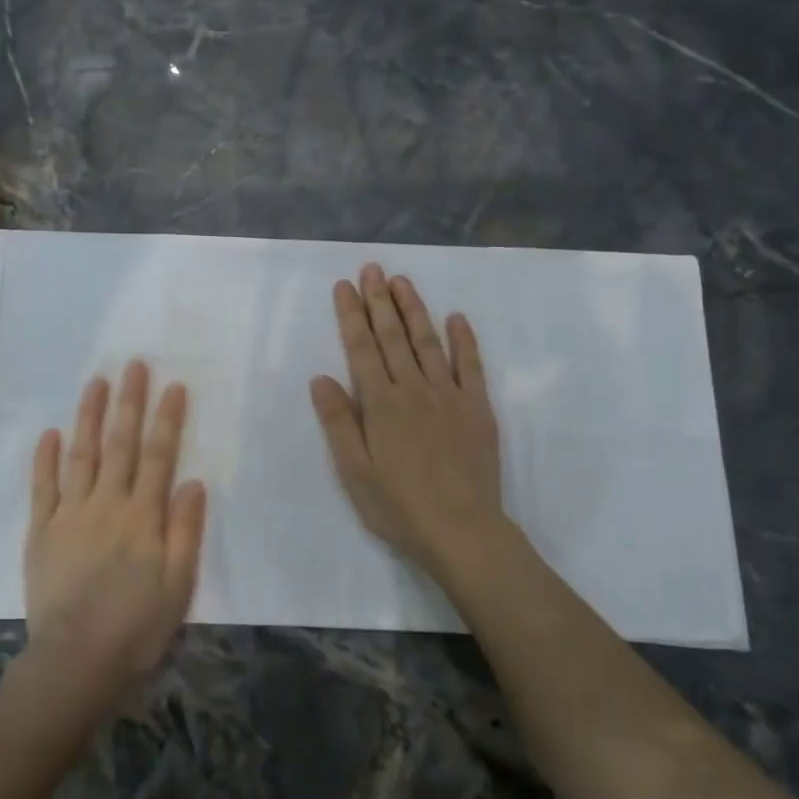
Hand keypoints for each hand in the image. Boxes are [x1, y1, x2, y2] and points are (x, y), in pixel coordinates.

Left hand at [25, 359, 206, 697]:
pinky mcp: (41, 532)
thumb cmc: (137, 627)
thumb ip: (185, 530)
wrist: (76, 662)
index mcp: (143, 517)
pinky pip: (43, 488)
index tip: (173, 385)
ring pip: (81, 455)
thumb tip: (193, 481)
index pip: (159, 456)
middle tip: (133, 365)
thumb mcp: (178, 584)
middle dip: (128, 402)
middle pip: (120, 445)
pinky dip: (45, 459)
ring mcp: (69, 515)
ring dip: (88, 416)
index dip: (167, 419)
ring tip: (95, 382)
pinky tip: (49, 433)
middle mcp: (106, 505)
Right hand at [309, 264, 506, 581]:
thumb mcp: (354, 471)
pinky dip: (464, 340)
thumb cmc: (398, 506)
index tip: (345, 286)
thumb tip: (321, 377)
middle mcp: (413, 389)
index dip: (352, 315)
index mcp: (380, 404)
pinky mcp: (477, 408)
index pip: (362, 349)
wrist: (462, 530)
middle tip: (372, 268)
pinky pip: (471, 366)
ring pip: (428, 342)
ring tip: (402, 281)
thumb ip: (338, 421)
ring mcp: (449, 396)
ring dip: (414, 310)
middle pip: (393, 337)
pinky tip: (456, 318)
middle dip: (379, 300)